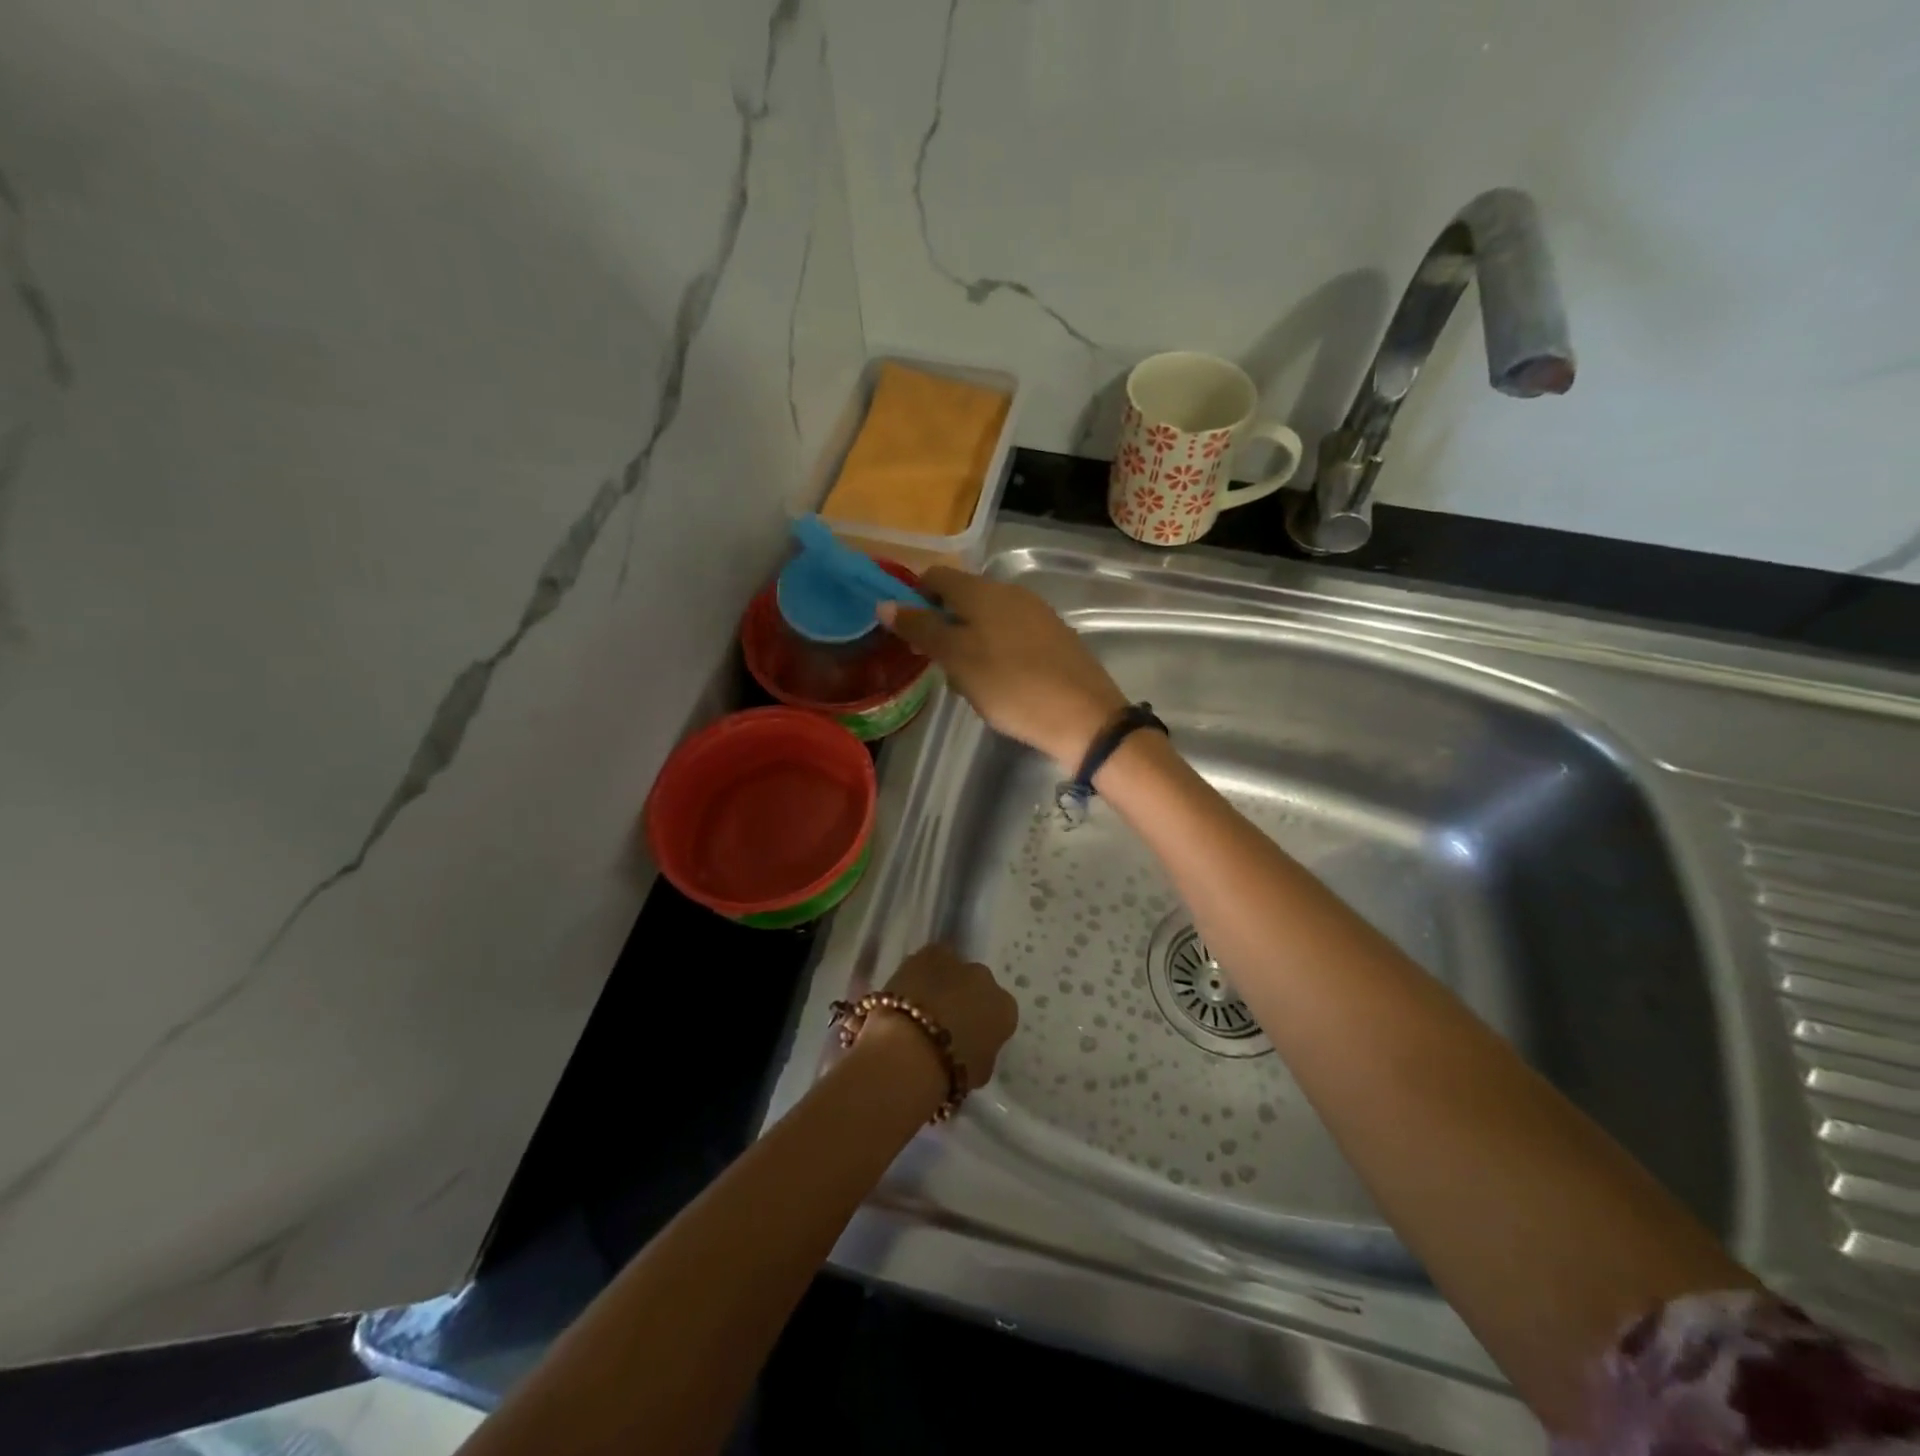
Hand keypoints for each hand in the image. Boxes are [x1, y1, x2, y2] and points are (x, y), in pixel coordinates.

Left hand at [868, 943, 1017, 1087]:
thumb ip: (982, 1052)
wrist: (908, 1051)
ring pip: (953, 970)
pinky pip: (929, 961)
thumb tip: (972, 1046)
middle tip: (944, 1022)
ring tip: (922, 1006)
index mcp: (1005, 1010)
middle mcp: (986, 980)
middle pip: (978, 986)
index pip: (999, 1014)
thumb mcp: (978, 1072)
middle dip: (965, 999)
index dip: (982, 1026)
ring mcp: (957, 962)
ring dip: (943, 983)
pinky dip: (921, 973)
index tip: (967, 1039)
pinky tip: (908, 992)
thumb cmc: (948, 1072)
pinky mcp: (927, 953)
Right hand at [880, 567, 1126, 771]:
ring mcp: (1037, 614)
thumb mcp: (958, 659)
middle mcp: (1011, 592)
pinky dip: (995, 652)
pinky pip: (1011, 636)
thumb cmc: (1011, 686)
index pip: (937, 577)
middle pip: (963, 598)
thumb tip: (885, 603)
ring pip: (987, 619)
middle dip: (943, 626)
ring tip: (968, 682)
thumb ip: (922, 629)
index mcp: (983, 591)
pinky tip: (1000, 684)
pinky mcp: (1055, 637)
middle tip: (937, 665)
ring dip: (969, 643)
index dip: (915, 598)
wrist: (1085, 717)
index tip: (906, 632)